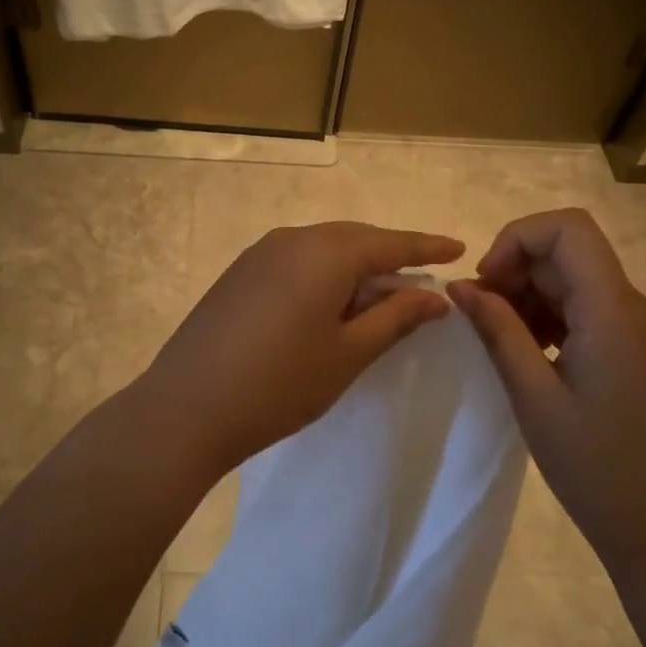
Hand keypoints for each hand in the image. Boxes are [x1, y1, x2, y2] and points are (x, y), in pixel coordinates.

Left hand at [136, 222, 462, 478]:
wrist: (187, 407)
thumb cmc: (280, 385)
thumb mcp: (349, 353)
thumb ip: (396, 317)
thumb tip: (436, 297)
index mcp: (326, 253)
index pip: (390, 243)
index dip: (426, 247)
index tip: (458, 248)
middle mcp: (292, 239)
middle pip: (355, 239)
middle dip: (390, 255)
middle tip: (420, 279)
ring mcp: (260, 253)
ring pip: (323, 248)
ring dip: (354, 265)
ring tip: (377, 294)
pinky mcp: (239, 273)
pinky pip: (296, 260)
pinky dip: (322, 273)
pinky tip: (327, 302)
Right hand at [447, 208, 645, 571]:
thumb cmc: (597, 469)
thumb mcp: (534, 397)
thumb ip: (498, 331)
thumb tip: (461, 287)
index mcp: (614, 311)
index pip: (568, 228)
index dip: (516, 238)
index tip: (485, 283)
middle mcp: (636, 307)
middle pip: (569, 253)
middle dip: (516, 270)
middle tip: (480, 317)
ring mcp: (644, 329)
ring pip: (578, 280)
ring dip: (531, 295)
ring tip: (500, 341)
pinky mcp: (643, 351)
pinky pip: (591, 310)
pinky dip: (553, 317)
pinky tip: (531, 355)